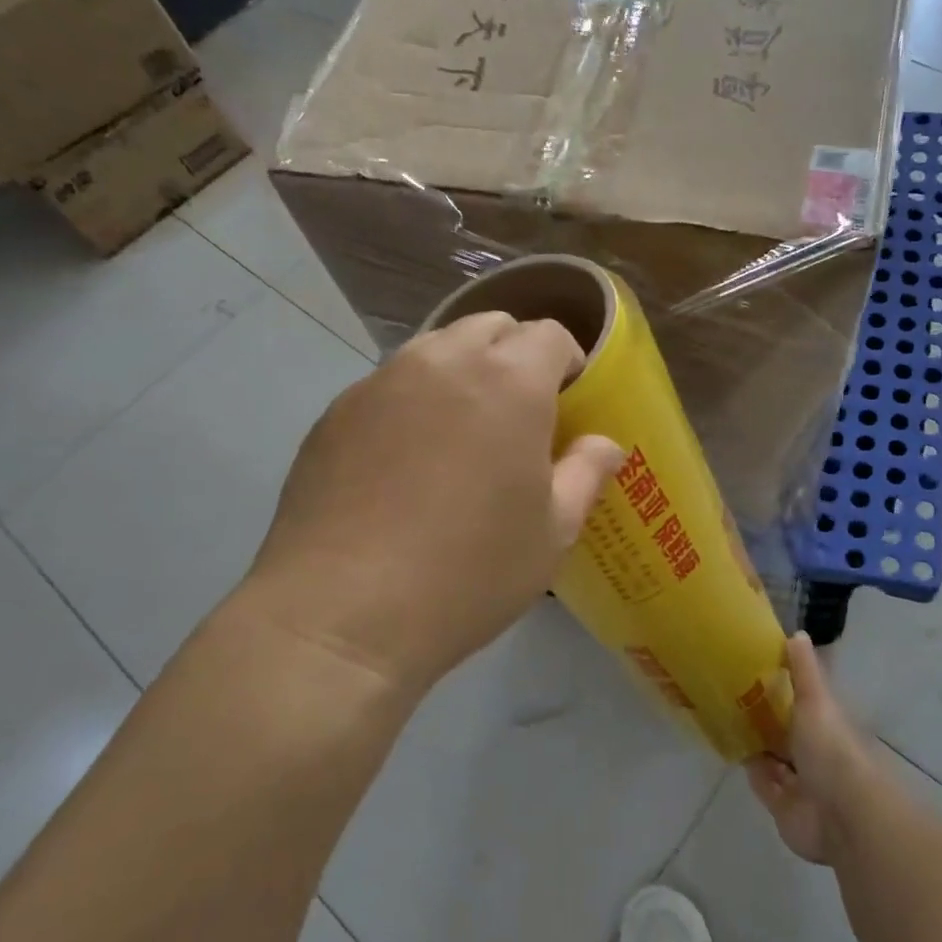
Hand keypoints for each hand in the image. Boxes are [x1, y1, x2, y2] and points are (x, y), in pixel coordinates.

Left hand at [237, 311, 624, 698]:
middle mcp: (443, 362)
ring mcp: (380, 382)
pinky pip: (389, 384)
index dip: (567, 362)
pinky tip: (406, 463)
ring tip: (462, 435)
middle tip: (519, 416)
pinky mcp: (335, 412)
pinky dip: (413, 401)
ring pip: (436, 349)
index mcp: (509, 382)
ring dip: (462, 372)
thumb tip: (605, 444)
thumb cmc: (469, 572)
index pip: (549, 335)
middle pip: (490, 327)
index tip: (568, 403)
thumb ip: (585, 473)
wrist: (341, 614)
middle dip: (515, 356)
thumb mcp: (551, 533)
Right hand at [746, 634, 881, 865]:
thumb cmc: (832, 750)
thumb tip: (797, 633)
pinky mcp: (784, 807)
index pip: (805, 701)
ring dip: (756, 744)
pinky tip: (731, 751)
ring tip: (724, 718)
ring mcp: (801, 782)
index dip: (784, 687)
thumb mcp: (817, 700)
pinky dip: (751, 770)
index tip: (756, 670)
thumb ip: (804, 670)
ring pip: (774, 758)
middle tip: (730, 694)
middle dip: (766, 717)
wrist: (842, 815)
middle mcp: (816, 752)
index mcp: (827, 724)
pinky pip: (763, 784)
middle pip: (787, 731)